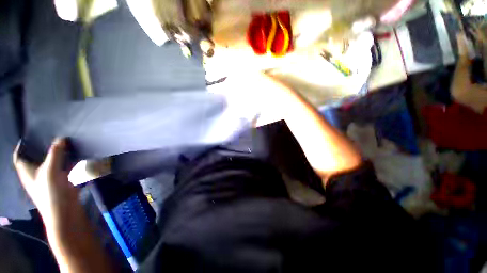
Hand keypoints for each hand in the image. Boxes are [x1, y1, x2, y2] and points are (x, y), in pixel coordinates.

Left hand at [13, 139, 79, 227]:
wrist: (65, 211)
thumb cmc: (50, 192)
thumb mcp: (50, 171)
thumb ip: (55, 153)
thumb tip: (61, 138)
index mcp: (27, 171)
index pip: (19, 155)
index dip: (23, 145)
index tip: (33, 134)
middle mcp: (36, 172)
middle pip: (36, 156)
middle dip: (43, 146)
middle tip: (53, 134)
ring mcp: (50, 177)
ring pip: (51, 160)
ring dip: (57, 152)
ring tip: (66, 141)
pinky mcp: (62, 180)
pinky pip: (63, 166)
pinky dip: (67, 160)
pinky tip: (75, 154)